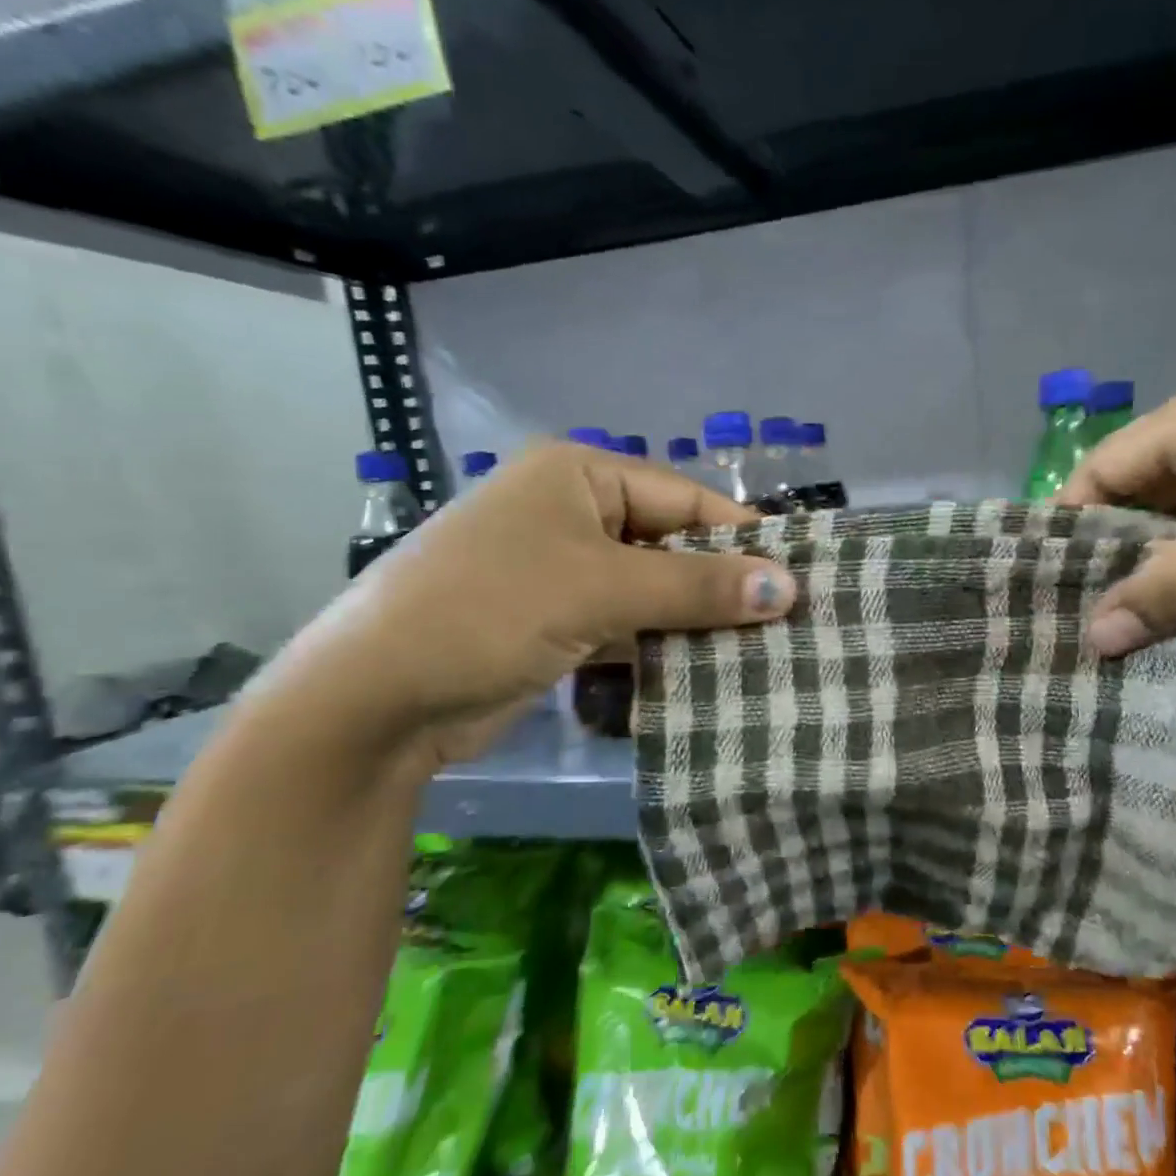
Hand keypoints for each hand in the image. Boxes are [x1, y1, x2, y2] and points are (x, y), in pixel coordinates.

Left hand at [255, 443, 795, 764]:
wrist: (377, 700)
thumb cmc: (491, 611)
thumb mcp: (602, 589)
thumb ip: (698, 587)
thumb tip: (788, 587)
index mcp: (578, 476)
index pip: (683, 496)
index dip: (741, 537)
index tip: (797, 577)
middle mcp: (572, 513)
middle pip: (670, 544)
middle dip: (721, 584)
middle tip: (786, 622)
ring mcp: (562, 571)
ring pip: (651, 590)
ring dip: (695, 621)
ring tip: (761, 652)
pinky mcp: (557, 623)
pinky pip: (627, 625)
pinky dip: (661, 646)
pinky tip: (707, 672)